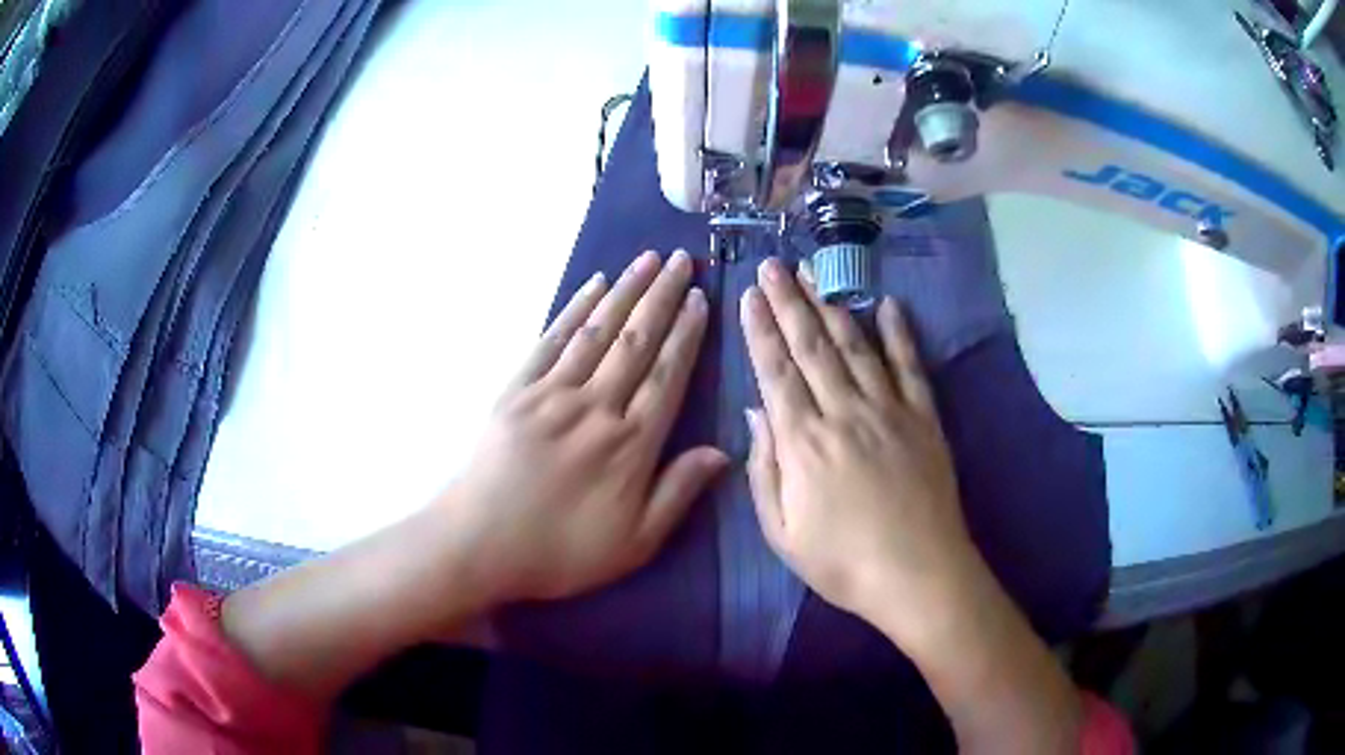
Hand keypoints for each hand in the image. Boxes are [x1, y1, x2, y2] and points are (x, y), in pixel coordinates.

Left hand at [438, 249, 726, 603]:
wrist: (479, 544)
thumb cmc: (560, 551)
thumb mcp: (634, 543)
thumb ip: (678, 493)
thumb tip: (722, 451)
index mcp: (630, 444)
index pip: (668, 375)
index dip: (687, 333)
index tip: (700, 298)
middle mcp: (596, 406)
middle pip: (637, 341)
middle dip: (662, 296)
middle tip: (682, 260)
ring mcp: (552, 393)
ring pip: (599, 331)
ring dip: (625, 290)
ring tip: (648, 259)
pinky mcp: (517, 389)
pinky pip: (552, 339)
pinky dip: (575, 309)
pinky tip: (593, 286)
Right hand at [741, 257, 978, 635]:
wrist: (918, 575)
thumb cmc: (842, 563)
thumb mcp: (782, 533)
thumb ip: (764, 469)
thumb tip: (755, 411)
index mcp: (804, 443)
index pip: (776, 372)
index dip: (760, 330)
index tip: (748, 295)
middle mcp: (844, 413)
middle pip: (812, 347)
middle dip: (789, 302)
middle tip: (774, 265)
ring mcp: (889, 410)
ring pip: (855, 346)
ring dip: (831, 305)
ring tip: (814, 272)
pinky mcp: (924, 418)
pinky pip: (910, 367)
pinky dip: (899, 334)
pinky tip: (889, 305)